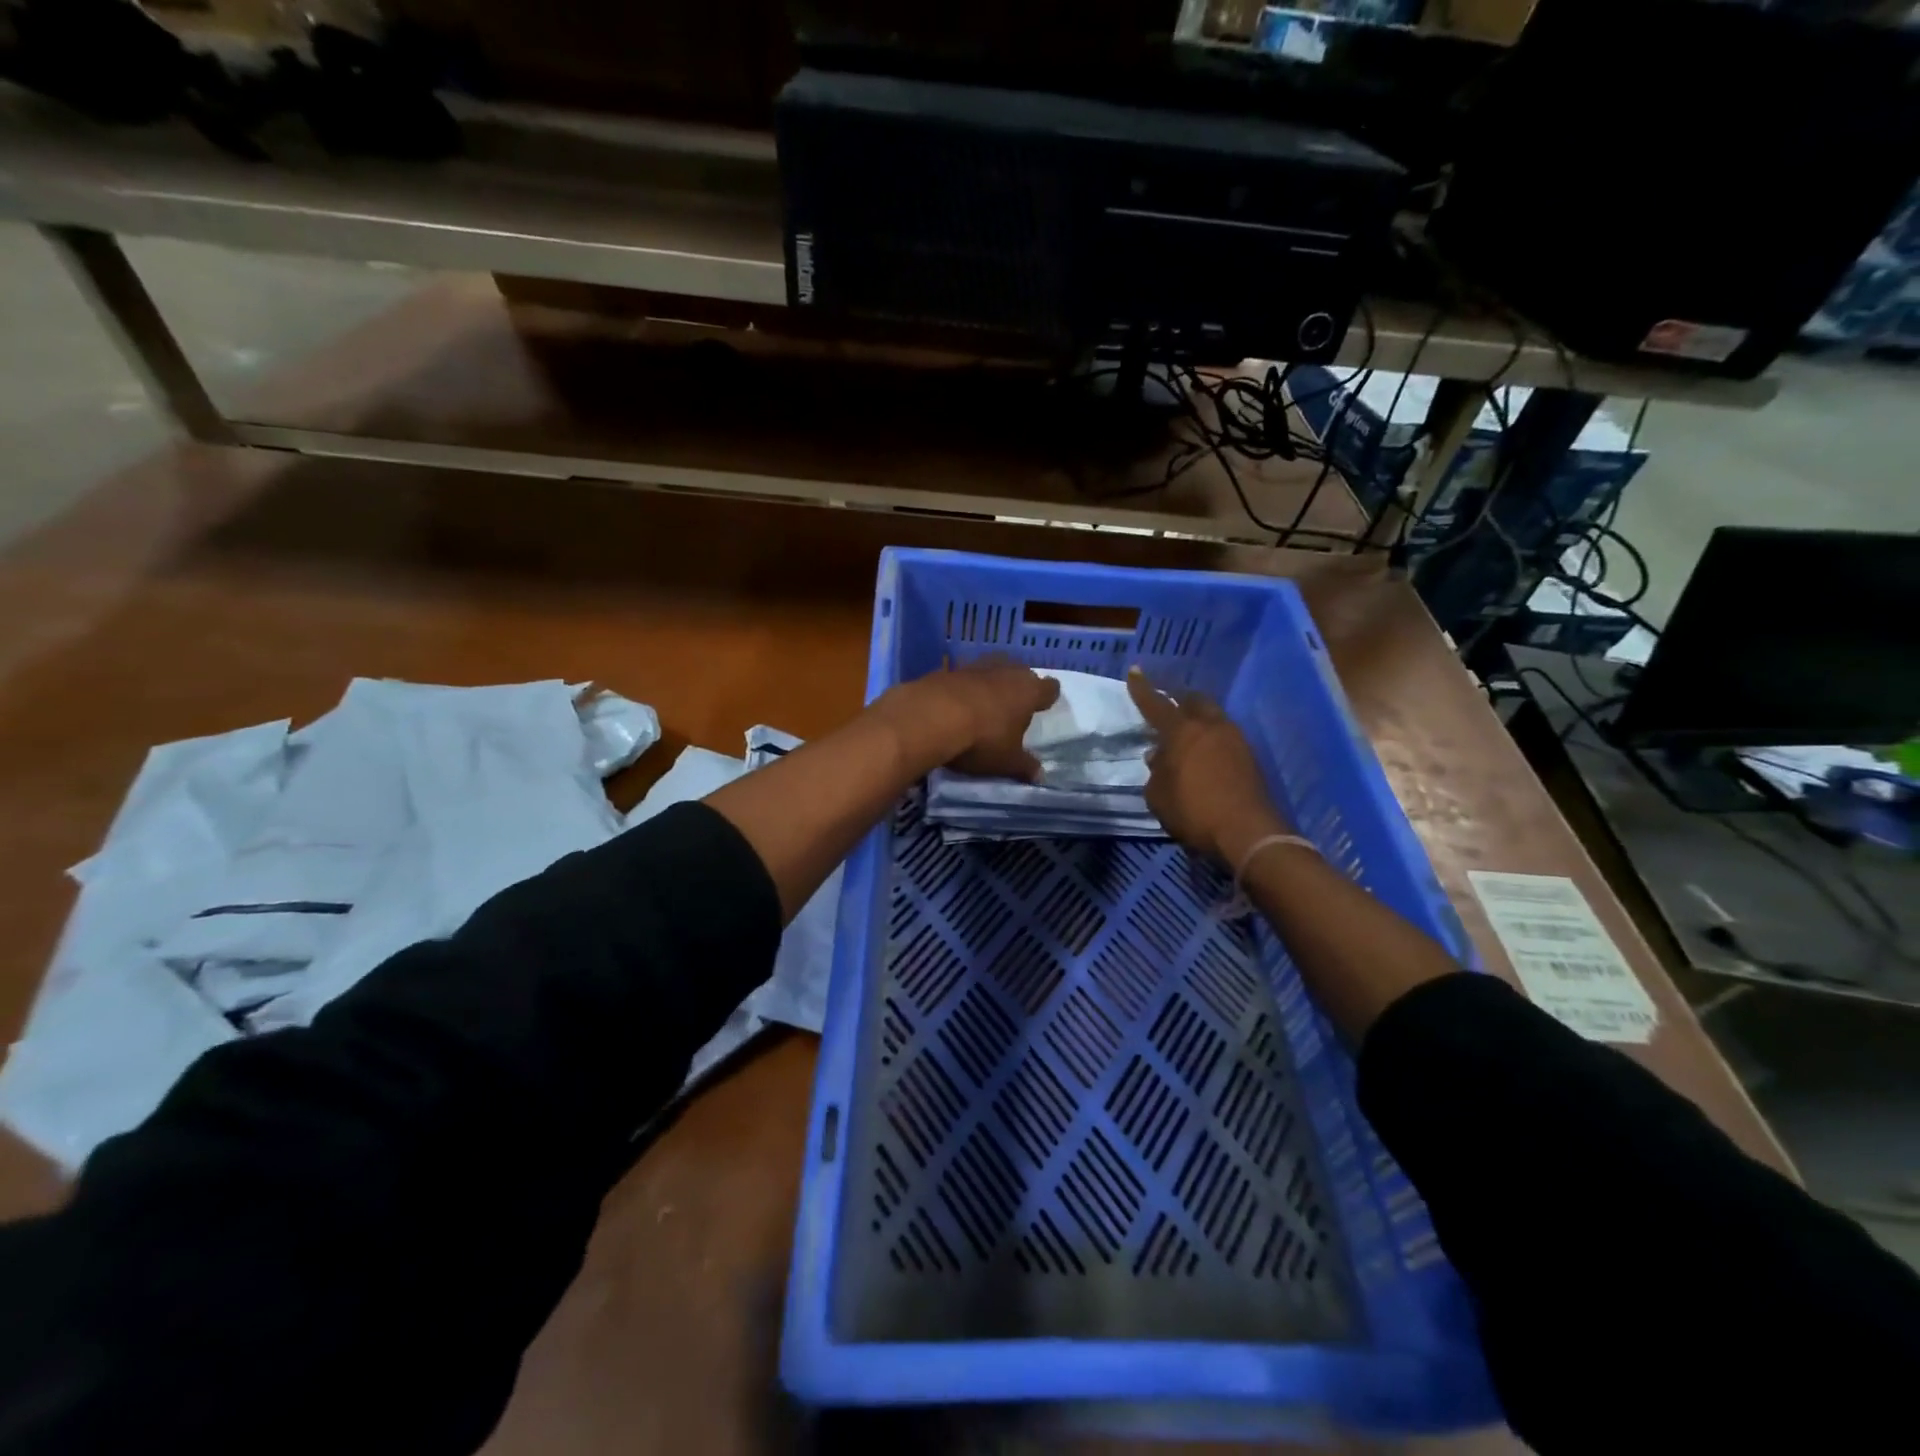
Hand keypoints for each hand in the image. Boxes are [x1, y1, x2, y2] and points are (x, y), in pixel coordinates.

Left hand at [879, 657, 1060, 779]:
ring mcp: (976, 666)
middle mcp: (1006, 671)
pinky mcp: (947, 669)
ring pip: (992, 669)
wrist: (930, 717)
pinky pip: (963, 676)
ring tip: (984, 703)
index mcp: (1029, 691)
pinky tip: (954, 703)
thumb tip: (1040, 775)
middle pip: (1021, 672)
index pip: (1049, 688)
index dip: (1047, 698)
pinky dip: (962, 687)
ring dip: (990, 683)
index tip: (1042, 707)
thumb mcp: (1006, 761)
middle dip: (1018, 686)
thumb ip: (1025, 766)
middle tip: (1013, 706)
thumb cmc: (982, 740)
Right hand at [1127, 666, 1290, 863]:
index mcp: (1181, 731)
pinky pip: (1224, 736)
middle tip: (1168, 705)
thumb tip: (1158, 756)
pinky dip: (1211, 738)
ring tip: (1185, 735)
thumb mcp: (1158, 796)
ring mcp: (1234, 739)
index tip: (1135, 671)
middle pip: (1193, 700)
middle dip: (1179, 698)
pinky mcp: (1249, 756)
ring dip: (1197, 719)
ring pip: (1212, 717)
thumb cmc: (1193, 811)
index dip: (1142, 688)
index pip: (1156, 703)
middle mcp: (1209, 726)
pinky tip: (1203, 754)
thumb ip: (1155, 772)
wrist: (1247, 832)